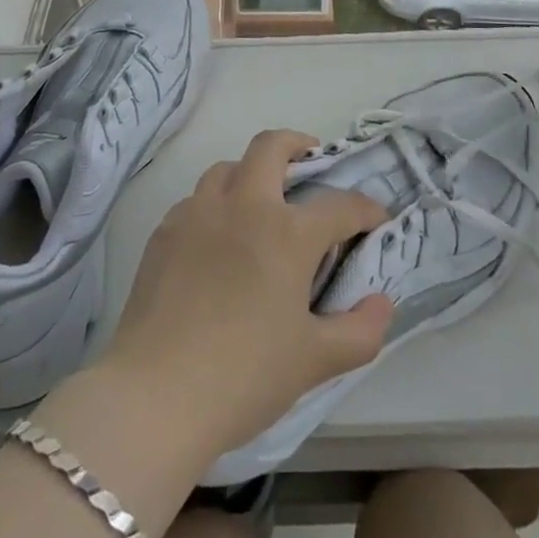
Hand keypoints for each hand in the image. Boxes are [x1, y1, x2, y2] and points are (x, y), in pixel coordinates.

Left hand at [98, 128, 393, 464]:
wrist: (156, 394)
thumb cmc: (245, 374)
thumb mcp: (315, 361)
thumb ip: (360, 331)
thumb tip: (382, 304)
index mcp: (286, 232)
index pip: (339, 205)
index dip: (365, 208)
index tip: (376, 218)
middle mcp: (242, 206)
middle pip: (270, 147)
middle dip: (296, 144)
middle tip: (310, 160)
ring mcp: (197, 214)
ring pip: (226, 168)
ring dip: (249, 174)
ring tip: (260, 202)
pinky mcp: (164, 232)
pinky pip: (195, 201)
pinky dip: (215, 206)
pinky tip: (217, 241)